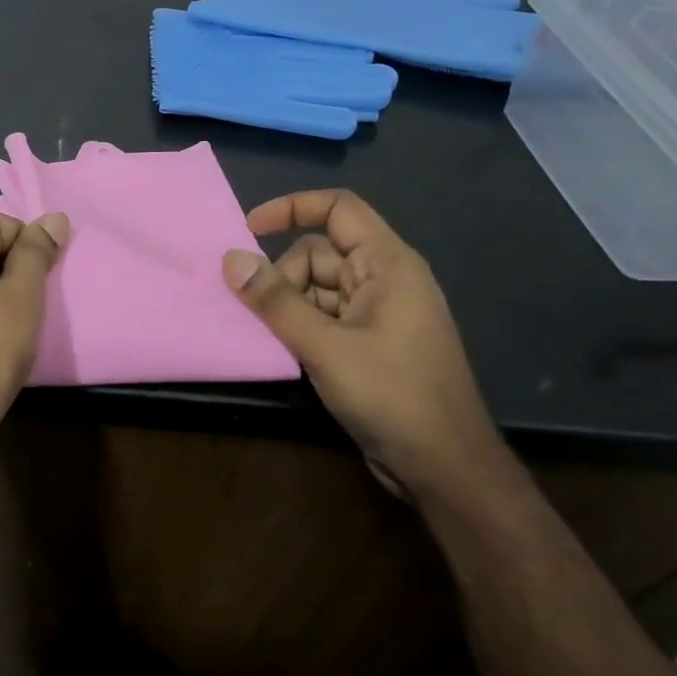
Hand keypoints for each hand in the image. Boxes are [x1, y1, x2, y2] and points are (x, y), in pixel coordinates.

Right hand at [223, 190, 500, 498]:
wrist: (445, 468)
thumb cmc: (393, 395)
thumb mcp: (326, 346)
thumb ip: (276, 302)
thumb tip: (231, 259)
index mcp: (388, 264)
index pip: (339, 209)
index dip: (292, 208)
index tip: (248, 230)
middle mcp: (385, 280)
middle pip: (320, 253)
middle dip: (284, 276)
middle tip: (264, 315)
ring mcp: (379, 314)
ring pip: (318, 288)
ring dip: (289, 305)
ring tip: (273, 338)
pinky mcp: (370, 343)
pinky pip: (325, 317)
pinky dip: (300, 326)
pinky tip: (284, 351)